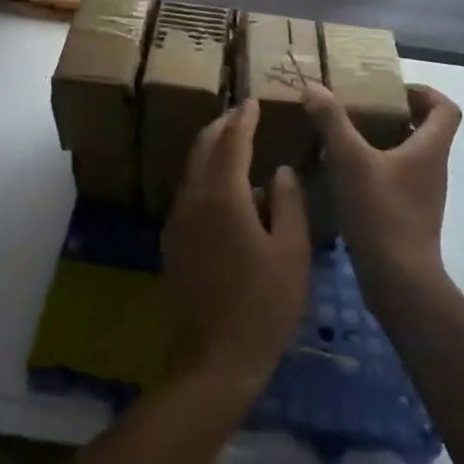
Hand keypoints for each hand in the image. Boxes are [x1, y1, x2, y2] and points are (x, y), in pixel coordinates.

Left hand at [161, 101, 310, 399]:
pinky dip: (205, 176)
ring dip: (211, 150)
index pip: (231, 142)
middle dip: (221, 127)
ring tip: (235, 144)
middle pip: (202, 148)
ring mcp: (178, 221)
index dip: (243, 119)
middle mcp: (193, 199)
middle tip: (241, 115)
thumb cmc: (263, 306)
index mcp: (222, 196)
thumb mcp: (291, 253)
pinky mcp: (173, 242)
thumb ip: (289, 204)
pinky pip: (189, 192)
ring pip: (192, 170)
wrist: (212, 361)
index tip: (253, 102)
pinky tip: (226, 190)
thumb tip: (280, 171)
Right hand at [303, 83, 460, 290]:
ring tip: (345, 139)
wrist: (398, 280)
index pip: (447, 109)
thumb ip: (331, 121)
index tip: (391, 90)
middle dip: (394, 115)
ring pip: (408, 156)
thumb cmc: (381, 212)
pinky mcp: (409, 217)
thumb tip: (313, 87)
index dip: (424, 93)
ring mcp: (423, 195)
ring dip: (382, 142)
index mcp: (430, 149)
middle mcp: (433, 169)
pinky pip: (396, 180)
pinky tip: (344, 176)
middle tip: (359, 109)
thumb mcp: (349, 160)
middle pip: (425, 130)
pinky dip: (375, 170)